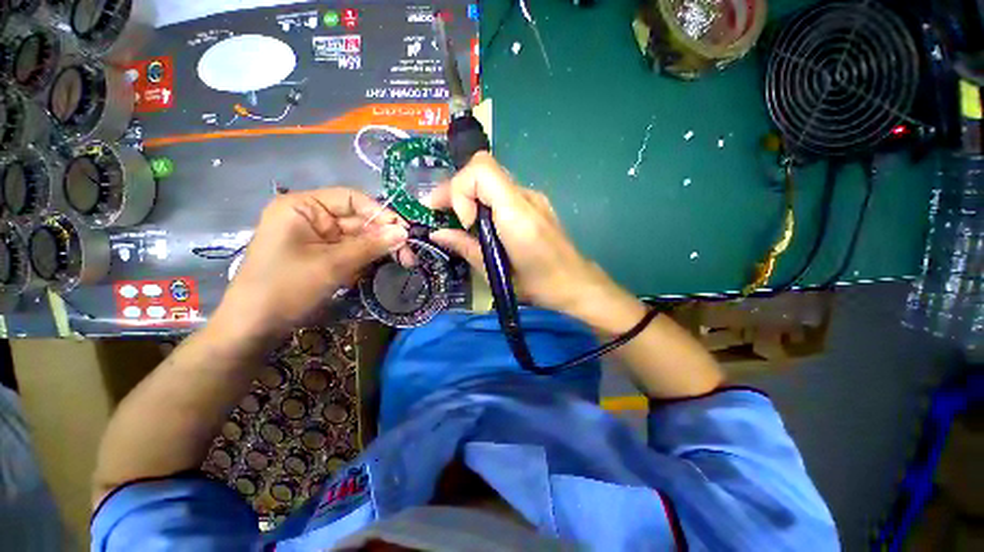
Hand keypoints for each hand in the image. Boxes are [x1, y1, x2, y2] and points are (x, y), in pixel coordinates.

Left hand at [212, 188, 407, 341]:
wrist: (254, 327)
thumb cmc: (287, 288)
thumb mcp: (333, 265)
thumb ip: (371, 246)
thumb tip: (404, 232)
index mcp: (303, 207)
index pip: (351, 199)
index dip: (380, 213)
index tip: (405, 231)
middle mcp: (310, 218)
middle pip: (358, 220)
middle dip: (384, 236)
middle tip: (410, 255)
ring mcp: (316, 239)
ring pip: (358, 238)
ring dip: (380, 250)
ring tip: (404, 263)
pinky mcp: (321, 256)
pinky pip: (351, 252)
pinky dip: (367, 260)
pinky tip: (381, 268)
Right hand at [427, 152, 622, 320]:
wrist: (575, 283)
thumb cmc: (537, 285)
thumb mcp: (495, 272)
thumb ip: (465, 246)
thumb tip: (437, 233)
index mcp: (517, 214)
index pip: (481, 170)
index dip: (460, 190)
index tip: (462, 222)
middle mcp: (526, 197)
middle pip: (483, 169)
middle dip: (456, 189)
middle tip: (439, 211)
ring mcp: (533, 198)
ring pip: (491, 179)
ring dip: (468, 195)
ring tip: (458, 220)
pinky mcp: (535, 204)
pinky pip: (501, 192)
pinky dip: (484, 201)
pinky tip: (481, 223)